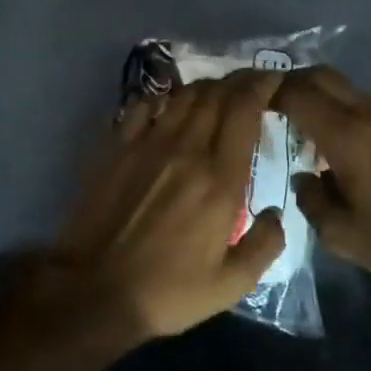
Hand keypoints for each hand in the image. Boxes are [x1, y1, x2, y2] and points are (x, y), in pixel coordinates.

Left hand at [51, 69, 287, 340]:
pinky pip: (143, 105)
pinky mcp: (118, 147)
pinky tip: (168, 106)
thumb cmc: (167, 291)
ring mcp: (148, 144)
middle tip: (251, 82)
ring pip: (183, 95)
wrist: (93, 291)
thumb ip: (264, 245)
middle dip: (239, 80)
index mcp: (220, 179)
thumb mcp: (230, 285)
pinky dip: (163, 98)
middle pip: (216, 94)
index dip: (261, 85)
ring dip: (206, 87)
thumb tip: (277, 212)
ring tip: (217, 92)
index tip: (273, 79)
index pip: (244, 110)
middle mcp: (187, 149)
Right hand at [274, 67, 370, 290]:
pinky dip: (347, 110)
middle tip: (273, 101)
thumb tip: (305, 176)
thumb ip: (310, 198)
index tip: (253, 100)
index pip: (299, 95)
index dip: (271, 92)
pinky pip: (369, 105)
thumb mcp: (339, 234)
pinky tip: (347, 143)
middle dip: (293, 81)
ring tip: (308, 125)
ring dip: (322, 96)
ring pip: (348, 89)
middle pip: (323, 76)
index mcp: (348, 137)